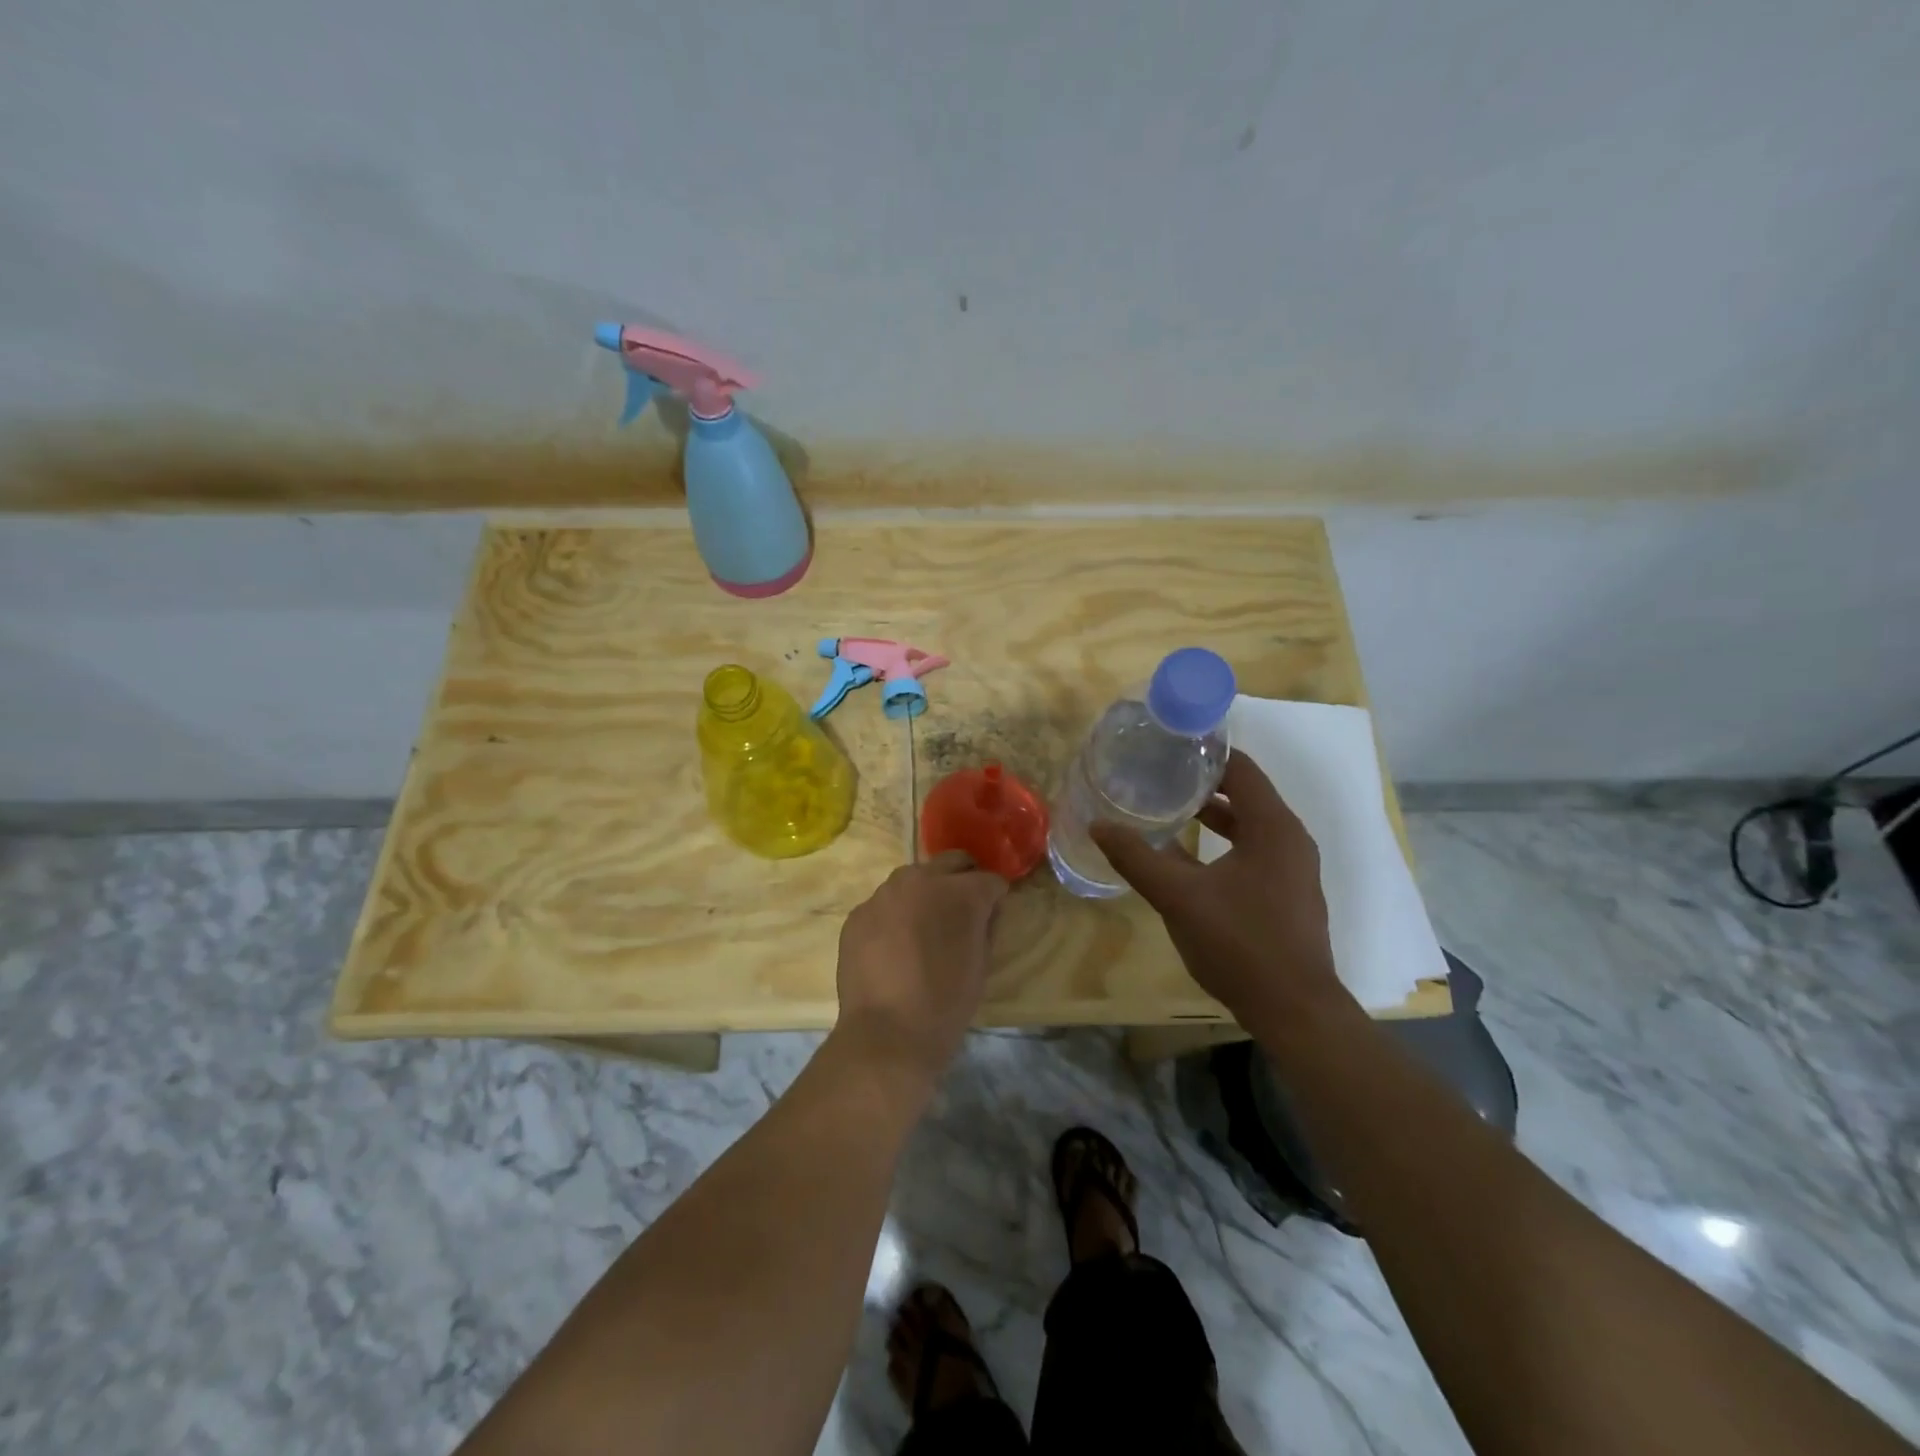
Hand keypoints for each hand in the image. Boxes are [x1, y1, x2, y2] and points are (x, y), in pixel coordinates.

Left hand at [834, 851, 1009, 1081]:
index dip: (995, 896)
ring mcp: (885, 893)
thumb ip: (986, 926)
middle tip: (962, 909)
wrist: (887, 1034)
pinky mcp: (859, 912)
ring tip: (924, 926)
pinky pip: (885, 903)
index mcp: (960, 892)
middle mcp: (922, 880)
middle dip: (963, 879)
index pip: (989, 879)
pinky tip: (894, 945)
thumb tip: (985, 910)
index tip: (994, 911)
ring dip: (925, 892)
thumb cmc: (945, 1004)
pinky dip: (895, 914)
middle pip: (951, 862)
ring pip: (913, 878)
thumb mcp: (982, 964)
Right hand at [1090, 750, 1350, 1030]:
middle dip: (1203, 784)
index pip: (1241, 769)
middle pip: (1246, 794)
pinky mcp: (1289, 894)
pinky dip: (1224, 843)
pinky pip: (1255, 851)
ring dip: (1213, 815)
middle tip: (1159, 776)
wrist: (1294, 1011)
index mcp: (1273, 827)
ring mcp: (1293, 869)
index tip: (1168, 747)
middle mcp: (1290, 840)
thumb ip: (1138, 858)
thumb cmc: (1240, 943)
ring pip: (1250, 826)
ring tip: (1169, 810)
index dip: (1206, 754)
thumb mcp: (1179, 897)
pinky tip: (1190, 858)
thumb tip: (1098, 825)